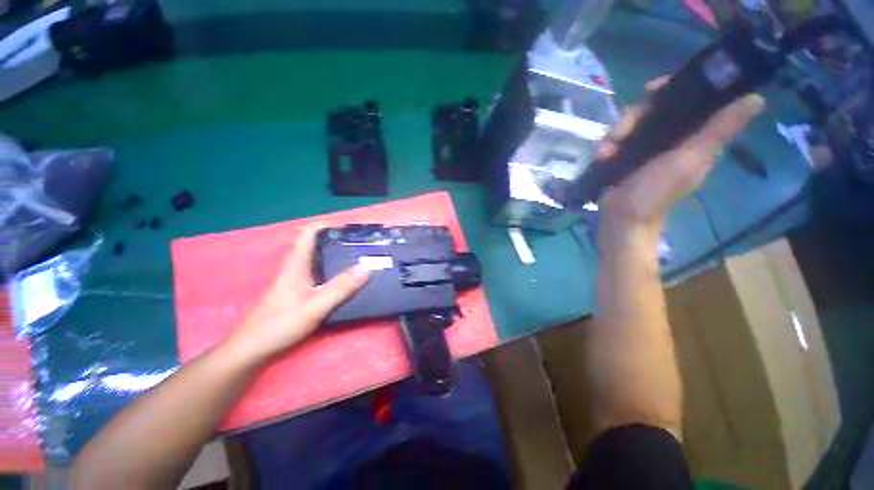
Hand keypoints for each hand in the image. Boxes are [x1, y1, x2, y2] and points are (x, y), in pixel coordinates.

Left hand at [227, 224, 370, 362]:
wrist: (252, 349)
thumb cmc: (280, 324)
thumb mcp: (315, 305)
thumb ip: (341, 287)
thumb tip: (367, 267)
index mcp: (296, 263)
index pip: (310, 232)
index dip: (329, 225)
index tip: (351, 230)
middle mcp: (296, 267)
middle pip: (317, 245)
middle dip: (338, 241)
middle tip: (361, 245)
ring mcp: (296, 280)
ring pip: (318, 259)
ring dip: (337, 256)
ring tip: (359, 259)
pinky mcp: (297, 292)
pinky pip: (319, 273)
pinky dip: (333, 271)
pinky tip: (346, 281)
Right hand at [598, 77, 764, 233]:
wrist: (623, 217)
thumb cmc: (657, 191)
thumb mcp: (690, 160)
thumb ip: (718, 131)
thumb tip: (756, 98)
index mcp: (693, 135)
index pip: (689, 99)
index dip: (673, 88)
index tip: (654, 88)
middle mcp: (670, 137)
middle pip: (652, 108)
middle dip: (634, 116)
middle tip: (622, 129)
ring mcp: (644, 147)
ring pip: (630, 124)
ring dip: (615, 134)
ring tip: (606, 152)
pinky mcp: (624, 156)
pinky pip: (614, 140)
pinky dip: (606, 146)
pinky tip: (602, 156)